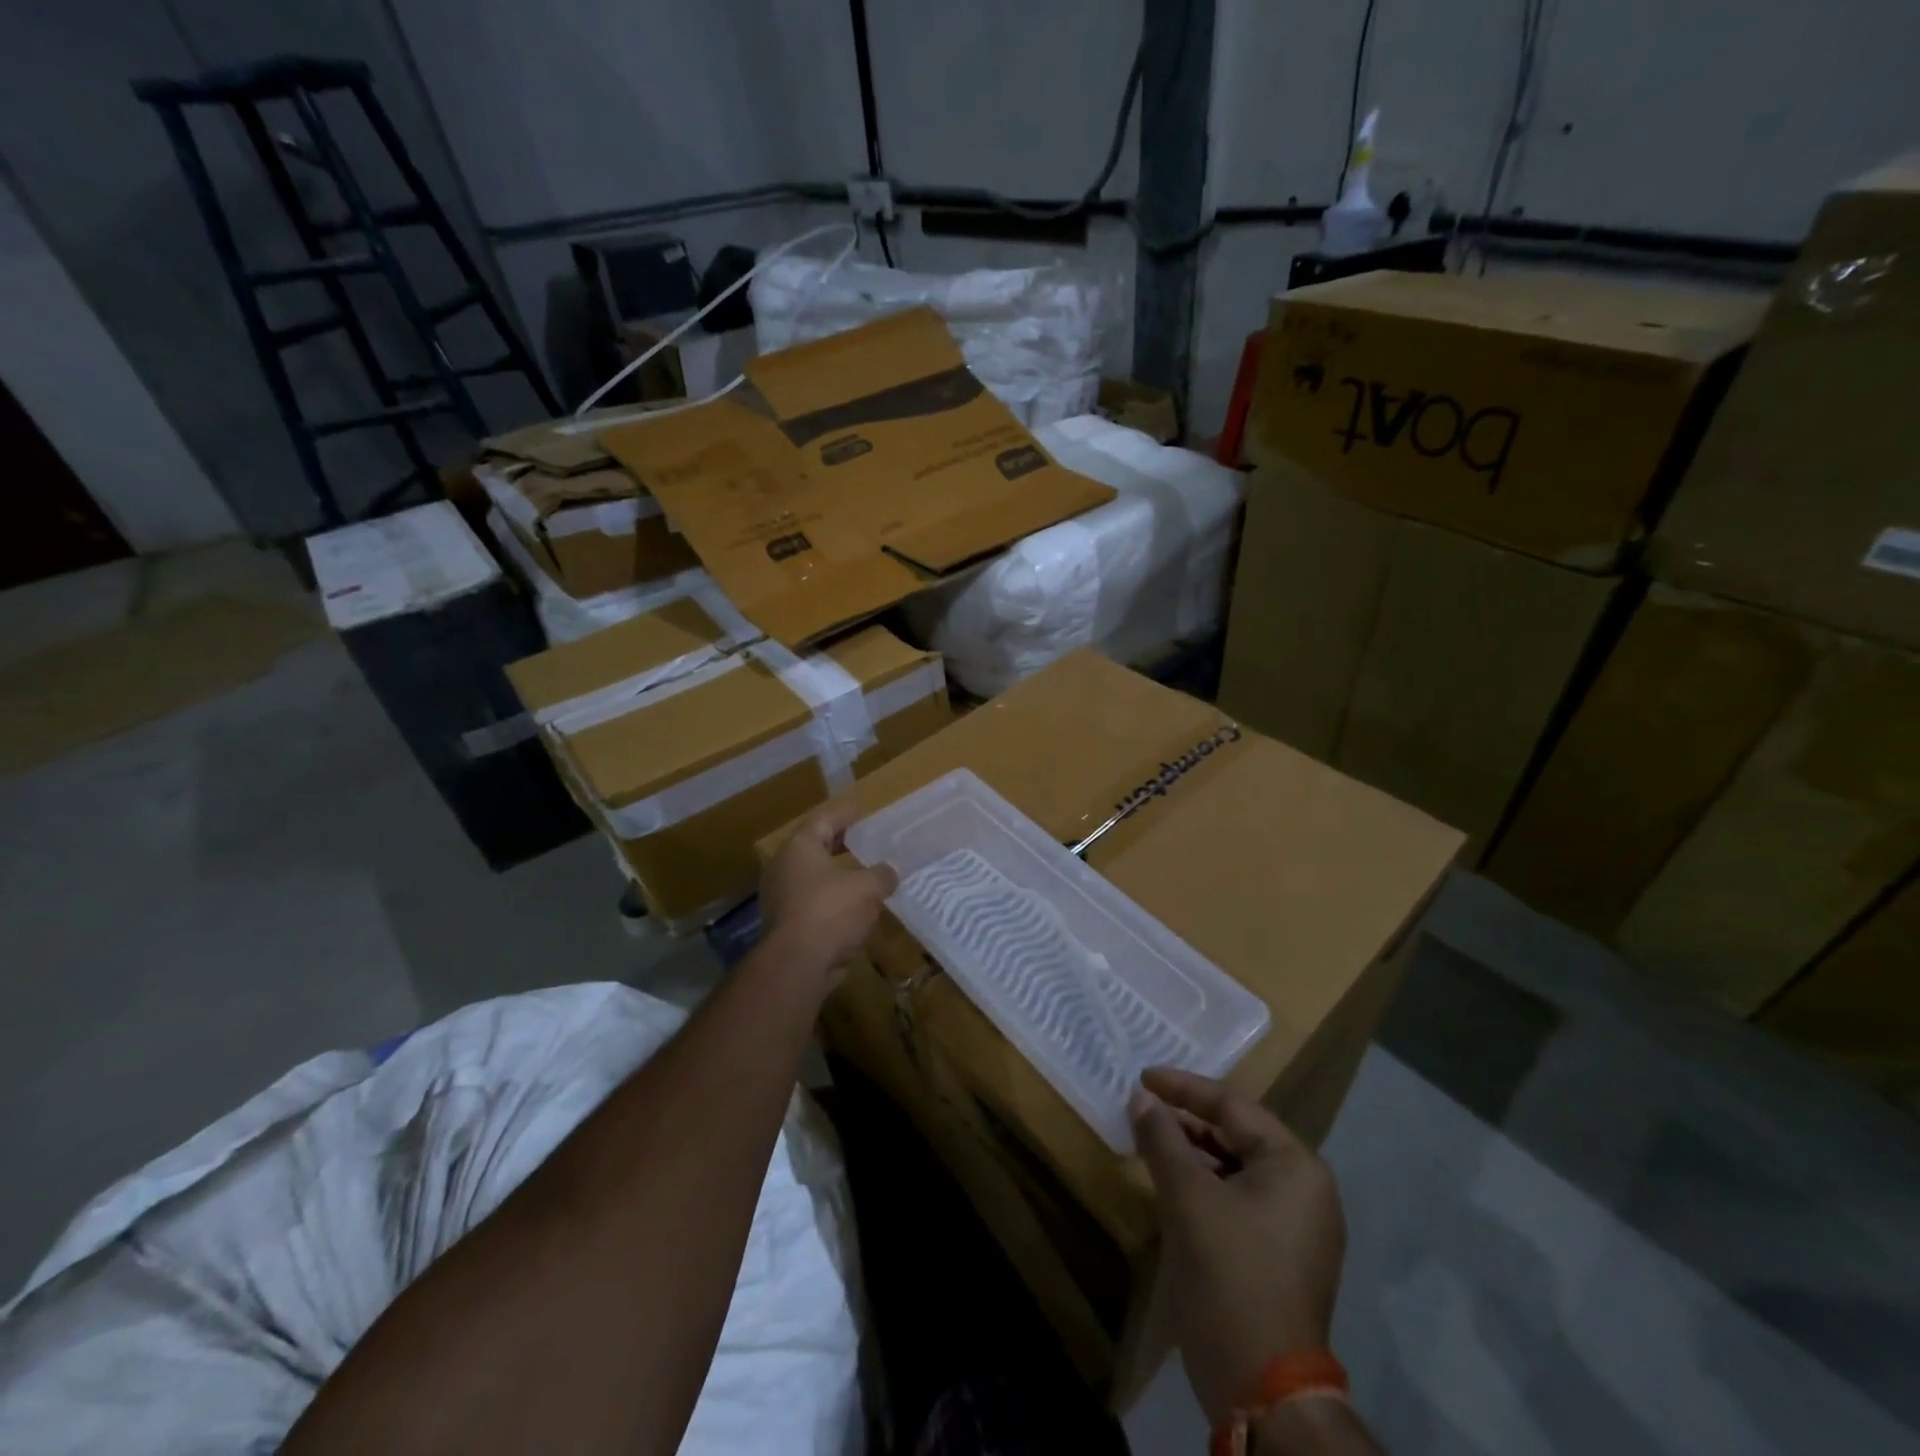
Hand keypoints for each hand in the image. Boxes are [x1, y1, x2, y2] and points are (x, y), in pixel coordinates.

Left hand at [758, 800, 898, 989]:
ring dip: (837, 875)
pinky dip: (834, 900)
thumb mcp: (867, 888)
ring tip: (864, 873)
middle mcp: (784, 868)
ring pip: (814, 878)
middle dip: (839, 843)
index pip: (822, 820)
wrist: (797, 965)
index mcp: (799, 848)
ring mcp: (781, 898)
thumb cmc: (830, 911)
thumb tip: (891, 871)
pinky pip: (814, 903)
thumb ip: (882, 875)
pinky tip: (855, 906)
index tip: (862, 811)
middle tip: (863, 839)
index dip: (844, 814)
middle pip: (814, 847)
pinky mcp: (787, 925)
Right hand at [1130, 1068, 1346, 1426]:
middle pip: (1239, 1133)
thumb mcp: (1187, 1198)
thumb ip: (1162, 1138)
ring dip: (1195, 1151)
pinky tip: (1174, 1185)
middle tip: (1145, 1107)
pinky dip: (1208, 1183)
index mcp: (1294, 1165)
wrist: (1264, 1390)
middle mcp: (1307, 1188)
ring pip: (1238, 1166)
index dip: (1183, 1088)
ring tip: (1153, 1141)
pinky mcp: (1285, 1254)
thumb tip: (1141, 1098)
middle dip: (1189, 1119)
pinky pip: (1242, 1197)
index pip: (1232, 1106)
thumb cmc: (1229, 1276)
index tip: (1142, 1077)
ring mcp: (1300, 1225)